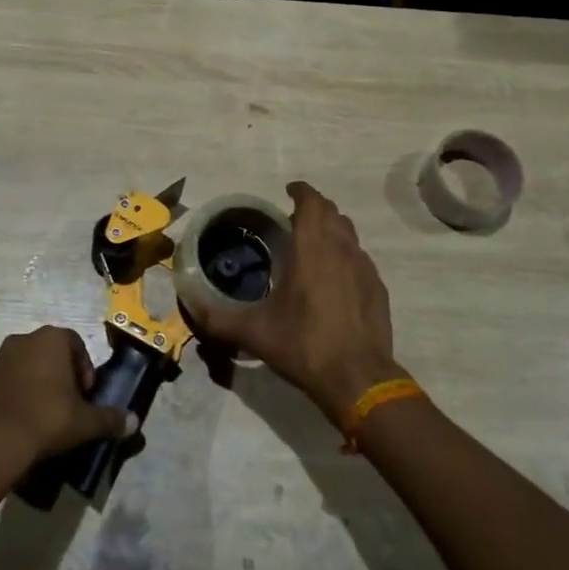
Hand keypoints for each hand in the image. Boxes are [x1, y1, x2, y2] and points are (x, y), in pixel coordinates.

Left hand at [0, 325, 135, 475]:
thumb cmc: (47, 418)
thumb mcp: (85, 422)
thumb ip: (110, 419)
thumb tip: (134, 422)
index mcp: (52, 338)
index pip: (77, 345)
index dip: (85, 371)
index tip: (86, 396)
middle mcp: (26, 339)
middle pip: (53, 354)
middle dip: (63, 376)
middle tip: (70, 405)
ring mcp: (2, 357)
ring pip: (30, 366)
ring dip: (41, 384)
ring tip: (48, 415)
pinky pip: (11, 381)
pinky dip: (21, 394)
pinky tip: (27, 420)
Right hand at [188, 181, 400, 422]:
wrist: (358, 378)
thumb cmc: (304, 345)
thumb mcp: (254, 333)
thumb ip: (218, 318)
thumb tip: (191, 307)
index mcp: (312, 248)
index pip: (311, 202)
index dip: (301, 191)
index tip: (288, 191)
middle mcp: (341, 248)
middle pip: (332, 212)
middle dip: (314, 208)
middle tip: (294, 219)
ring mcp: (364, 267)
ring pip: (349, 233)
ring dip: (332, 229)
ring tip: (313, 244)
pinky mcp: (378, 288)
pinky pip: (360, 258)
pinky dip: (346, 255)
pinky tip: (334, 278)